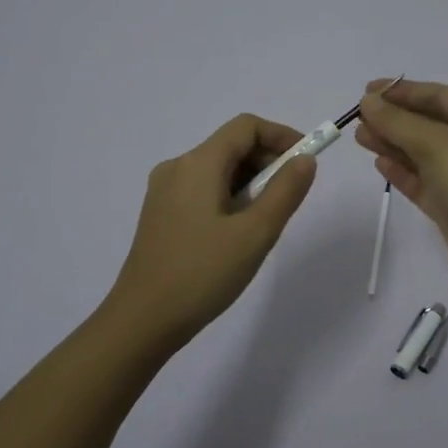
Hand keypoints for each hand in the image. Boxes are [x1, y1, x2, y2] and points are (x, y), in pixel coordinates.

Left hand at [101, 114, 316, 346]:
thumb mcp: (256, 233)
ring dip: (250, 183)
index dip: (281, 136)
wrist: (141, 321)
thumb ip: (285, 191)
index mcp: (198, 163)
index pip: (246, 127)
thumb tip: (305, 160)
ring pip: (218, 170)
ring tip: (265, 222)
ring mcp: (164, 192)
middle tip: (290, 199)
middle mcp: (177, 168)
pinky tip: (238, 234)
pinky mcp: (161, 215)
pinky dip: (230, 197)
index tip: (306, 162)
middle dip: (268, 162)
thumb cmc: (202, 274)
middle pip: (232, 146)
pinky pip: (203, 190)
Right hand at [353, 79, 447, 297]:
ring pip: (424, 152)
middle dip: (394, 118)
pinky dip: (403, 171)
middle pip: (430, 122)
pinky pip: (424, 180)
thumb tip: (369, 102)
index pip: (439, 96)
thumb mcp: (438, 147)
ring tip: (359, 137)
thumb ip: (400, 122)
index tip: (367, 91)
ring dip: (393, 143)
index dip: (403, 90)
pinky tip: (379, 163)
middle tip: (358, 117)